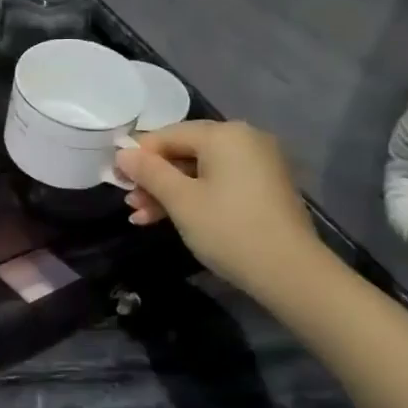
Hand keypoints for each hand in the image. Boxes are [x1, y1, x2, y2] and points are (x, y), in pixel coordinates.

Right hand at [115, 121, 325, 300]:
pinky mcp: (264, 188)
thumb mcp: (181, 201)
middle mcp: (244, 140)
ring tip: (141, 217)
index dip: (138, 155)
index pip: (169, 134)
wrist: (291, 274)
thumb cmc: (229, 230)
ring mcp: (258, 164)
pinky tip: (169, 218)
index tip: (115, 179)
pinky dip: (194, 197)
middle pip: (184, 152)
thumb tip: (122, 153)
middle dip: (153, 178)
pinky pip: (219, 183)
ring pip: (200, 171)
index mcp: (225, 134)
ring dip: (169, 192)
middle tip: (129, 202)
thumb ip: (149, 172)